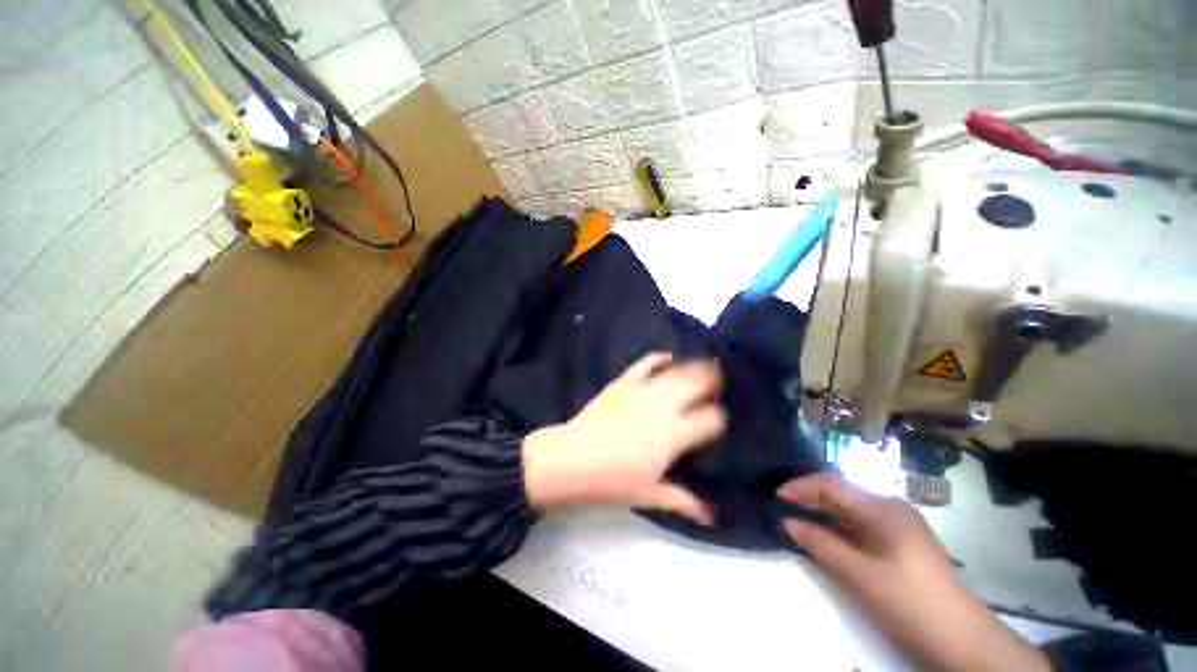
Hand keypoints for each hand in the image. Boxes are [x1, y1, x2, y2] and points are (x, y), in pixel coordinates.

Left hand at [522, 352, 724, 523]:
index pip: (711, 419)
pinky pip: (647, 362)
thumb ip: (684, 502)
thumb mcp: (650, 495)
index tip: (721, 420)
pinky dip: (660, 357)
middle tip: (721, 382)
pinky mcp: (624, 381)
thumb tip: (712, 516)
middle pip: (697, 385)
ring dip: (694, 366)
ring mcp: (642, 390)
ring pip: (676, 371)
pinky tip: (669, 358)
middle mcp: (663, 408)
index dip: (720, 418)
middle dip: (713, 381)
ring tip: (706, 364)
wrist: (572, 459)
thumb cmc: (612, 481)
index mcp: (672, 436)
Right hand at [778, 474, 1049, 671]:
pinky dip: (840, 527)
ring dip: (824, 513)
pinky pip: (862, 524)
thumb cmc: (906, 600)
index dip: (801, 487)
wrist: (959, 638)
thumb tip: (788, 522)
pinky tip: (828, 537)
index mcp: (883, 508)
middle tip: (784, 509)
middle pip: (842, 493)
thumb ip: (820, 544)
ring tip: (799, 521)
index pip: (832, 484)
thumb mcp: (858, 574)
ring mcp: (899, 524)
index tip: (777, 497)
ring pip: (851, 509)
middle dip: (810, 498)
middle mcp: (891, 507)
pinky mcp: (902, 541)